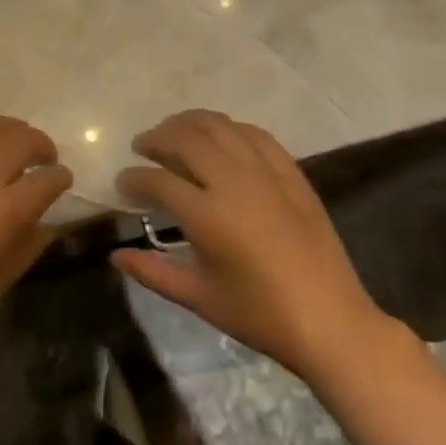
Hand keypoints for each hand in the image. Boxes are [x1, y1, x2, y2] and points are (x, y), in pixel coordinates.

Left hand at [0, 118, 72, 377]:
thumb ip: (28, 245)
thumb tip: (48, 222)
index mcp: (1, 213)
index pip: (45, 180)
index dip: (60, 178)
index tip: (63, 180)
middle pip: (18, 139)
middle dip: (40, 145)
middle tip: (44, 158)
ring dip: (9, 131)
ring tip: (15, 144)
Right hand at [112, 109, 390, 381]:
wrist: (330, 321)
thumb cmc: (259, 315)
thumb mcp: (199, 297)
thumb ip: (152, 272)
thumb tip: (115, 255)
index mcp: (208, 216)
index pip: (157, 181)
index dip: (133, 179)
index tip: (122, 183)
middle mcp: (234, 182)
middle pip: (185, 138)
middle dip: (156, 138)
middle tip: (142, 147)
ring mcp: (266, 173)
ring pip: (219, 126)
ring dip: (189, 123)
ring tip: (173, 132)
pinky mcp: (291, 172)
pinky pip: (254, 134)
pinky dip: (229, 128)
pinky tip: (219, 138)